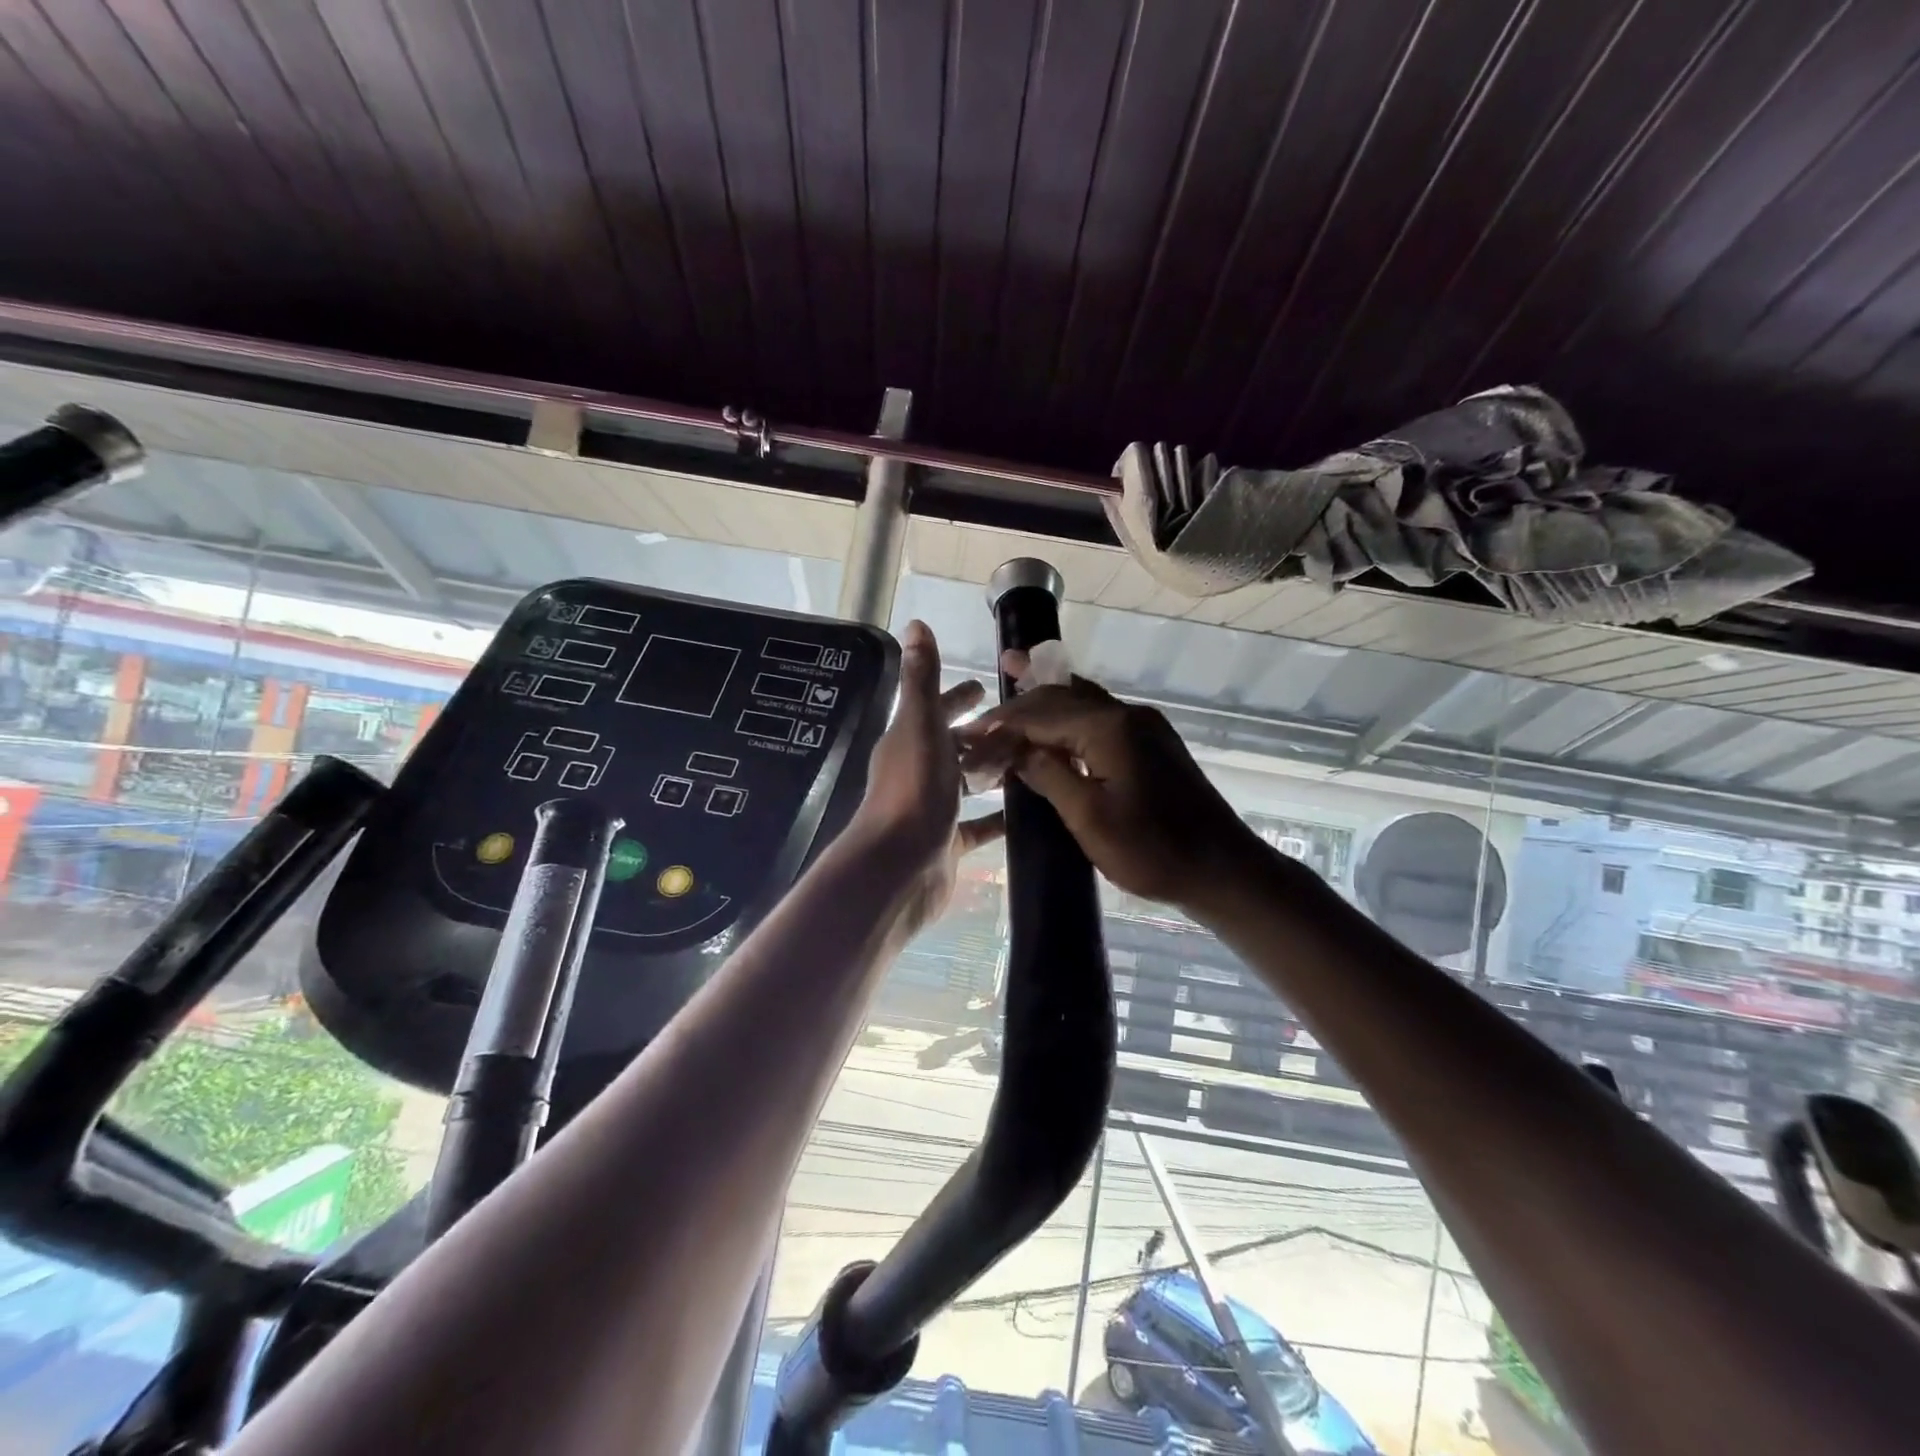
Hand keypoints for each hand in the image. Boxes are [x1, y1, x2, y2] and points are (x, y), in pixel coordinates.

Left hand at [850, 620, 1004, 932]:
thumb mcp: (920, 726)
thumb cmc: (912, 791)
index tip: (984, 685)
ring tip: (1032, 760)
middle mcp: (919, 771)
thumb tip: (916, 624)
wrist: (898, 867)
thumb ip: (921, 679)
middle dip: (980, 731)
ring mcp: (933, 808)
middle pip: (953, 744)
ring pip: (967, 782)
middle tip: (1017, 723)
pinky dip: (998, 816)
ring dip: (992, 770)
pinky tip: (1025, 810)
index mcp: (909, 740)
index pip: (934, 708)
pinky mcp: (948, 842)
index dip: (956, 696)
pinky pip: (979, 824)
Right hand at [959, 657, 1259, 913]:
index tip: (968, 735)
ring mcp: (1144, 727)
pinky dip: (1070, 715)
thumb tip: (1016, 750)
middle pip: (1062, 698)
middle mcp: (1126, 715)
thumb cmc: (1152, 850)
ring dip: (1048, 695)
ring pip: (1083, 701)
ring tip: (1017, 674)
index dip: (1001, 725)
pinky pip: (1100, 717)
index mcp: (1108, 727)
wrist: (1222, 869)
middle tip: (986, 701)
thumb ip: (1049, 775)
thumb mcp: (1089, 817)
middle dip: (1021, 701)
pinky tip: (1057, 722)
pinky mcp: (1152, 744)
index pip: (1040, 715)